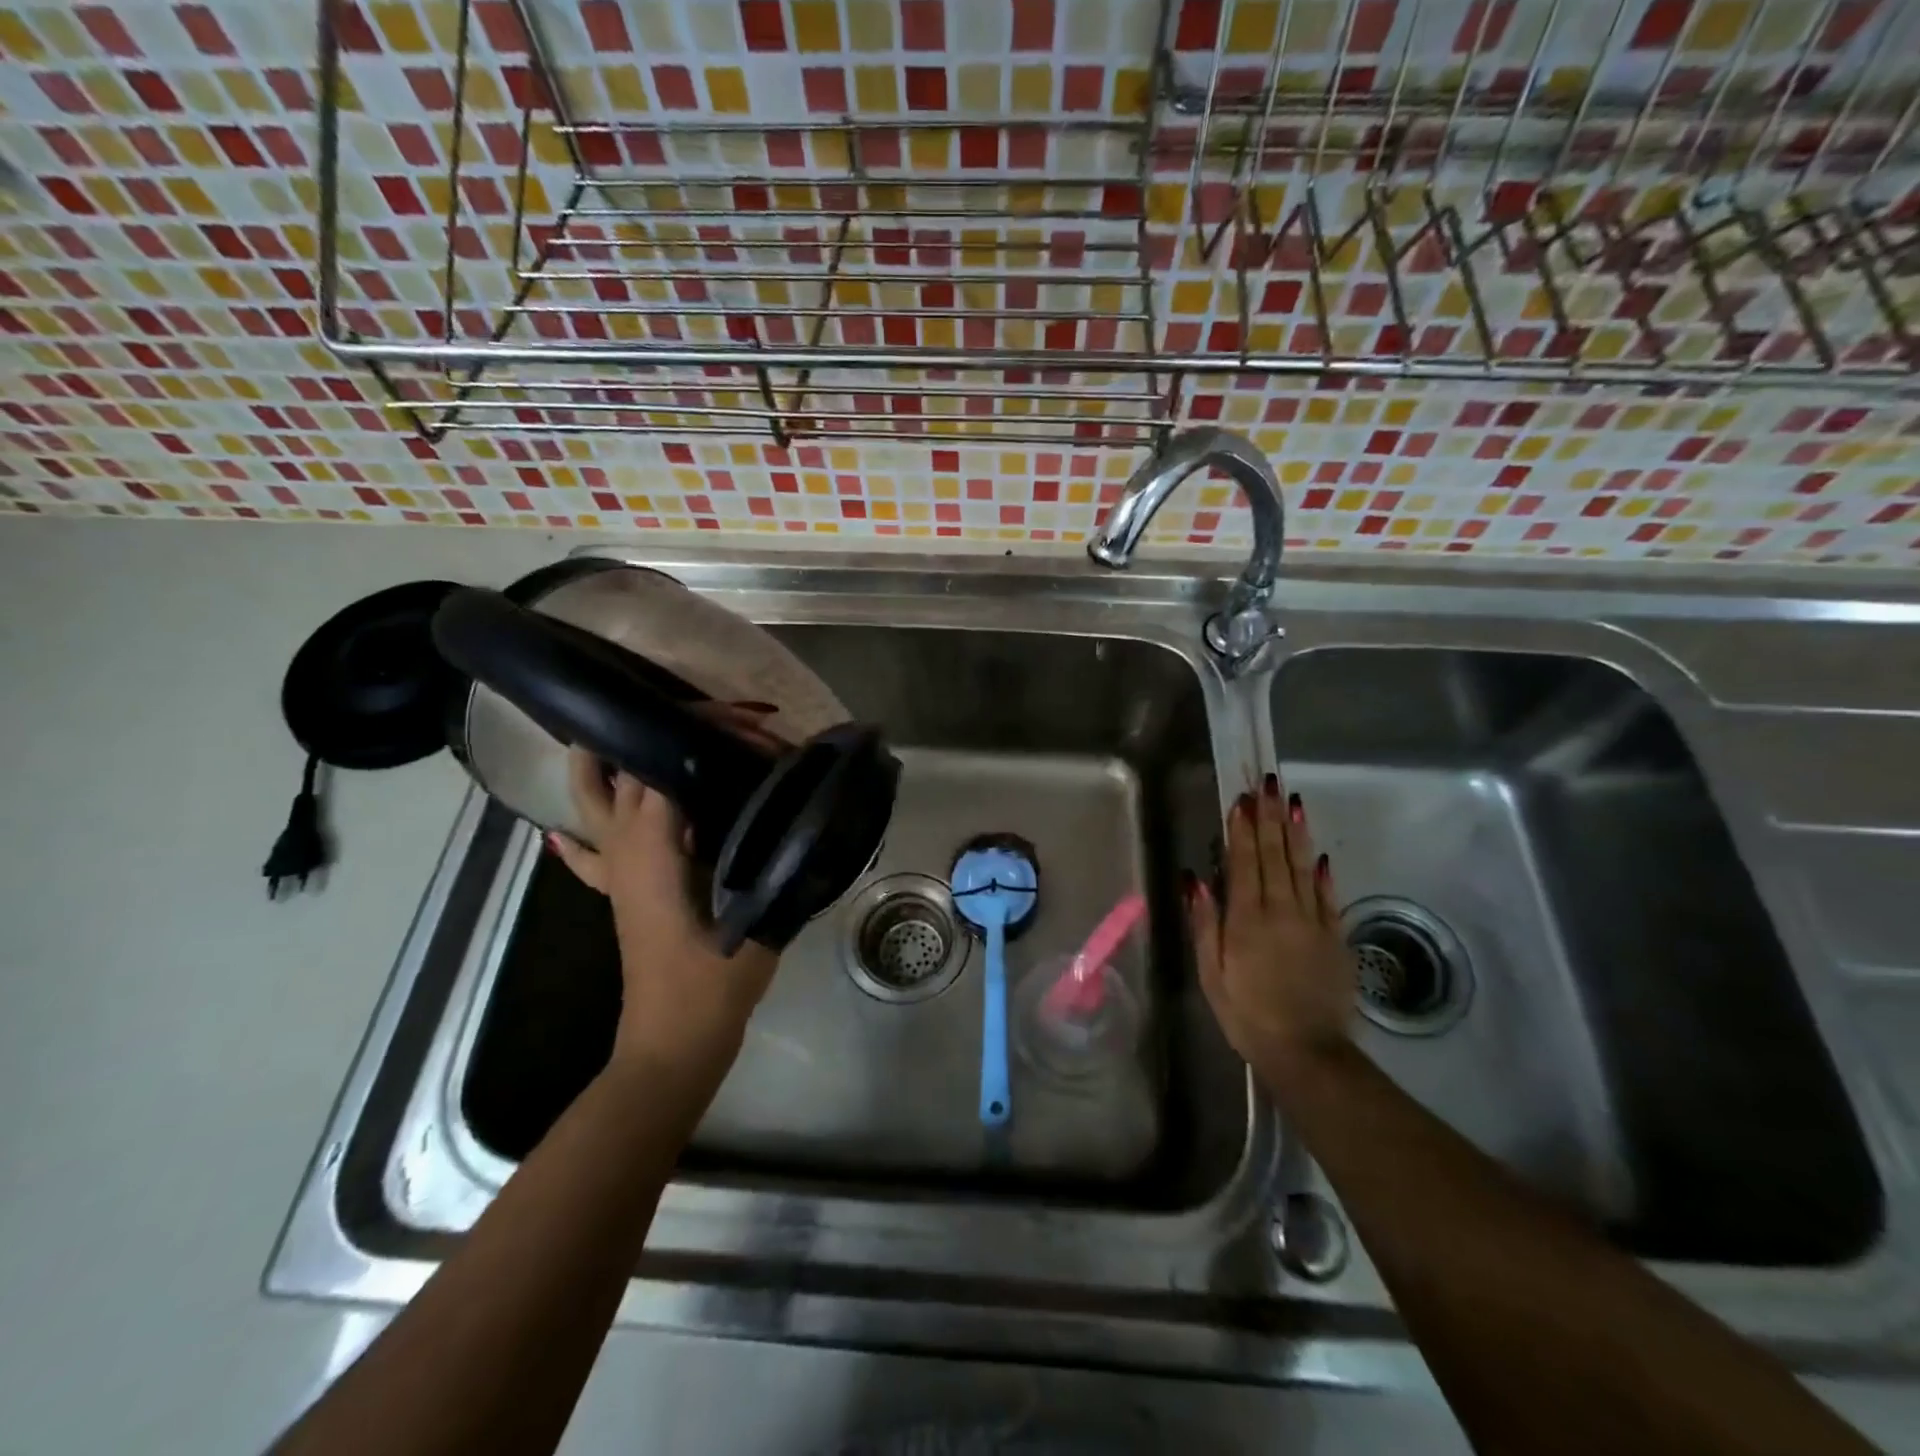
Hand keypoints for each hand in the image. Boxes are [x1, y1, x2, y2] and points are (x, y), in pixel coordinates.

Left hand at [548, 716, 781, 1083]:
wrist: (674, 1041)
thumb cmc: (714, 981)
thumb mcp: (756, 914)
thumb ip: (775, 858)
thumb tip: (800, 811)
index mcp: (653, 847)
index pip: (665, 766)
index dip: (704, 735)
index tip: (750, 726)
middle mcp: (624, 848)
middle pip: (628, 772)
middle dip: (669, 736)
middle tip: (724, 725)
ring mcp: (615, 871)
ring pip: (591, 802)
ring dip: (602, 764)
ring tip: (623, 731)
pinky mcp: (619, 893)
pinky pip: (588, 852)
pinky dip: (582, 828)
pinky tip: (575, 822)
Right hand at [1188, 774, 1355, 1083]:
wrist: (1308, 1052)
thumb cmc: (1247, 1013)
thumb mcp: (1212, 973)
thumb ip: (1205, 924)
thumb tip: (1196, 880)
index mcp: (1247, 918)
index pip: (1245, 862)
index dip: (1243, 829)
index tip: (1241, 799)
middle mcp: (1282, 911)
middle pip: (1276, 855)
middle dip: (1270, 817)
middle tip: (1268, 784)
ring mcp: (1313, 922)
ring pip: (1303, 867)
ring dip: (1296, 833)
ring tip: (1293, 803)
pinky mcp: (1335, 938)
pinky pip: (1328, 897)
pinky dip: (1322, 872)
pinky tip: (1318, 854)